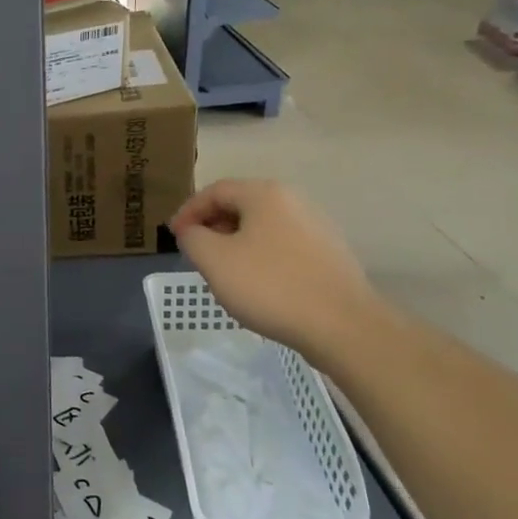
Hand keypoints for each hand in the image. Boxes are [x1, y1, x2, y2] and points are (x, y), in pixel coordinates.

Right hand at [170, 180, 386, 362]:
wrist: (343, 327)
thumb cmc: (270, 286)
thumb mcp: (213, 260)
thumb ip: (192, 238)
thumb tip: (192, 231)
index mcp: (265, 194)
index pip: (214, 191)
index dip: (188, 211)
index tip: (174, 237)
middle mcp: (294, 201)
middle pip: (240, 205)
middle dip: (212, 226)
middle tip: (196, 253)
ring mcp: (317, 228)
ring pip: (262, 228)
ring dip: (235, 243)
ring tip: (223, 271)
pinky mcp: (330, 255)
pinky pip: (283, 247)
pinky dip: (260, 257)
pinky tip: (257, 285)